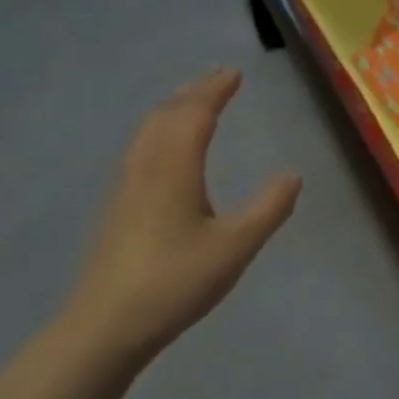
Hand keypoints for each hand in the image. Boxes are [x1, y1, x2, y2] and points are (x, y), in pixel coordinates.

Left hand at [60, 70, 299, 370]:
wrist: (105, 326)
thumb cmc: (175, 282)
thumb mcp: (235, 248)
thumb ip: (268, 209)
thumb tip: (293, 175)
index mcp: (173, 170)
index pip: (194, 115)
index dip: (214, 91)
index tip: (234, 72)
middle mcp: (145, 168)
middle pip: (166, 116)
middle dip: (193, 92)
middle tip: (218, 78)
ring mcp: (126, 187)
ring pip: (147, 131)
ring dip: (173, 108)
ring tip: (194, 102)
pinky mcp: (118, 207)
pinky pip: (140, 148)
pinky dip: (160, 130)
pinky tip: (166, 149)